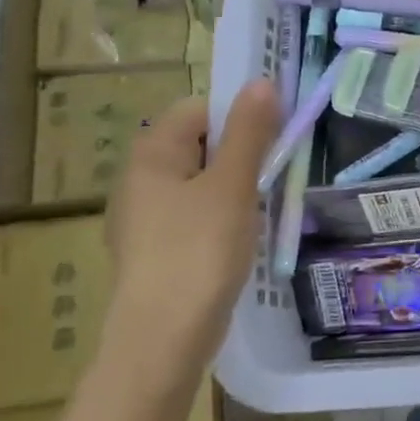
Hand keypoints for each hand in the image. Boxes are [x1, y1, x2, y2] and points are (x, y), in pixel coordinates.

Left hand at [105, 81, 281, 392]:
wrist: (163, 339)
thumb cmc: (199, 251)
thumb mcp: (232, 185)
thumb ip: (249, 132)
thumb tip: (263, 81)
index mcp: (153, 154)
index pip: (200, 109)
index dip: (240, 114)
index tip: (277, 134)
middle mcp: (141, 179)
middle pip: (201, 144)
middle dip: (243, 152)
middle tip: (278, 171)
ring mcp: (147, 218)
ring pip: (202, 182)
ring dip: (237, 186)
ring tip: (266, 205)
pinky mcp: (159, 250)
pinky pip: (197, 215)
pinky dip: (224, 216)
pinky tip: (244, 237)